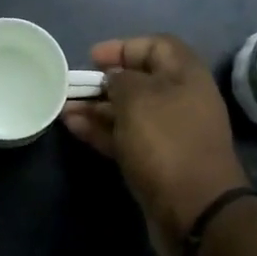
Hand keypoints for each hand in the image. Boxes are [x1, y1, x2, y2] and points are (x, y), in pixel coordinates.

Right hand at [63, 34, 248, 255]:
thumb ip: (120, 80)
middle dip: (103, 81)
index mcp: (185, 76)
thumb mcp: (138, 99)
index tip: (92, 57)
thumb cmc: (166, 142)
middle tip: (71, 85)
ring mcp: (168, 134)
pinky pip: (124, 137)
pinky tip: (73, 127)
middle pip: (139, 81)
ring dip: (96, 108)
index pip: (156, 46)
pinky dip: (100, 131)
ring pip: (128, 112)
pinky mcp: (155, 161)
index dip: (123, 47)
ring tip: (62, 108)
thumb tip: (113, 80)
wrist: (194, 209)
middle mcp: (180, 101)